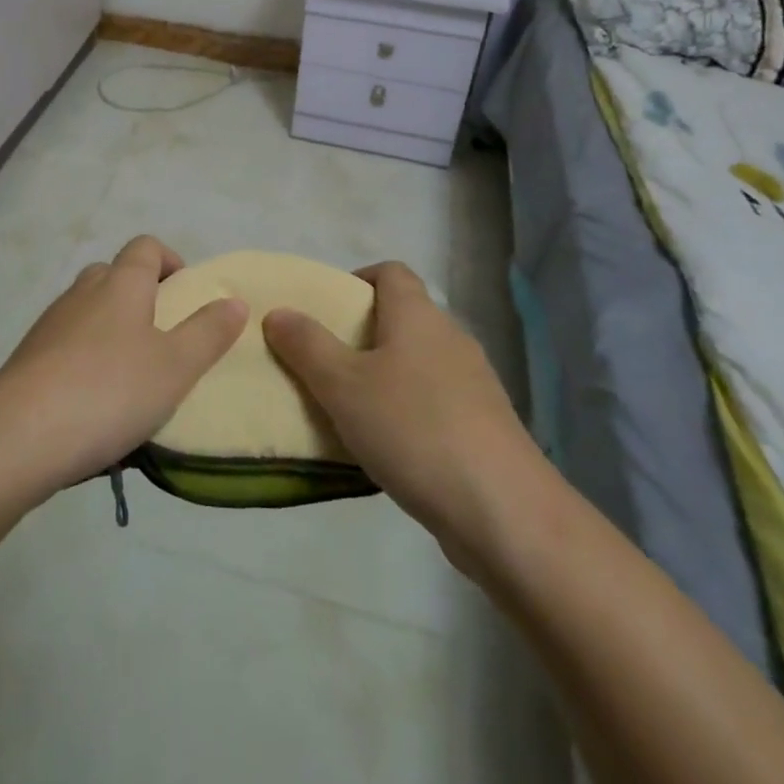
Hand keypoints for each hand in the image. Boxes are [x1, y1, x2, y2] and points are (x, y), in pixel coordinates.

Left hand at [0, 236, 247, 497]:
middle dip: (139, 293)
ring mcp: (50, 324)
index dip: (168, 260)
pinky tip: (94, 400)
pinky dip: (84, 357)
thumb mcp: (175, 366)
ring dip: (110, 327)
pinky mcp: (28, 358)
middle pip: (113, 274)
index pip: (145, 247)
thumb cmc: (109, 391)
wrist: (18, 436)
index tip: (186, 292)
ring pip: (87, 309)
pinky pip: (65, 343)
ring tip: (131, 374)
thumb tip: (234, 301)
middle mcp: (83, 293)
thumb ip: (208, 332)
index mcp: (121, 284)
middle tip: (161, 335)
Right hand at [262, 261, 533, 564]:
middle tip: (326, 363)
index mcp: (418, 315)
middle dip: (363, 334)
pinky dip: (410, 410)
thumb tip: (278, 311)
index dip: (357, 280)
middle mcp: (450, 338)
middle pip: (403, 317)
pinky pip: (437, 401)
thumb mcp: (343, 386)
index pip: (390, 272)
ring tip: (351, 409)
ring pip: (420, 362)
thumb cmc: (413, 429)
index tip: (327, 311)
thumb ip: (307, 346)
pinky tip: (390, 447)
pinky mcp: (485, 425)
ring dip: (386, 376)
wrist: (504, 511)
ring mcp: (474, 383)